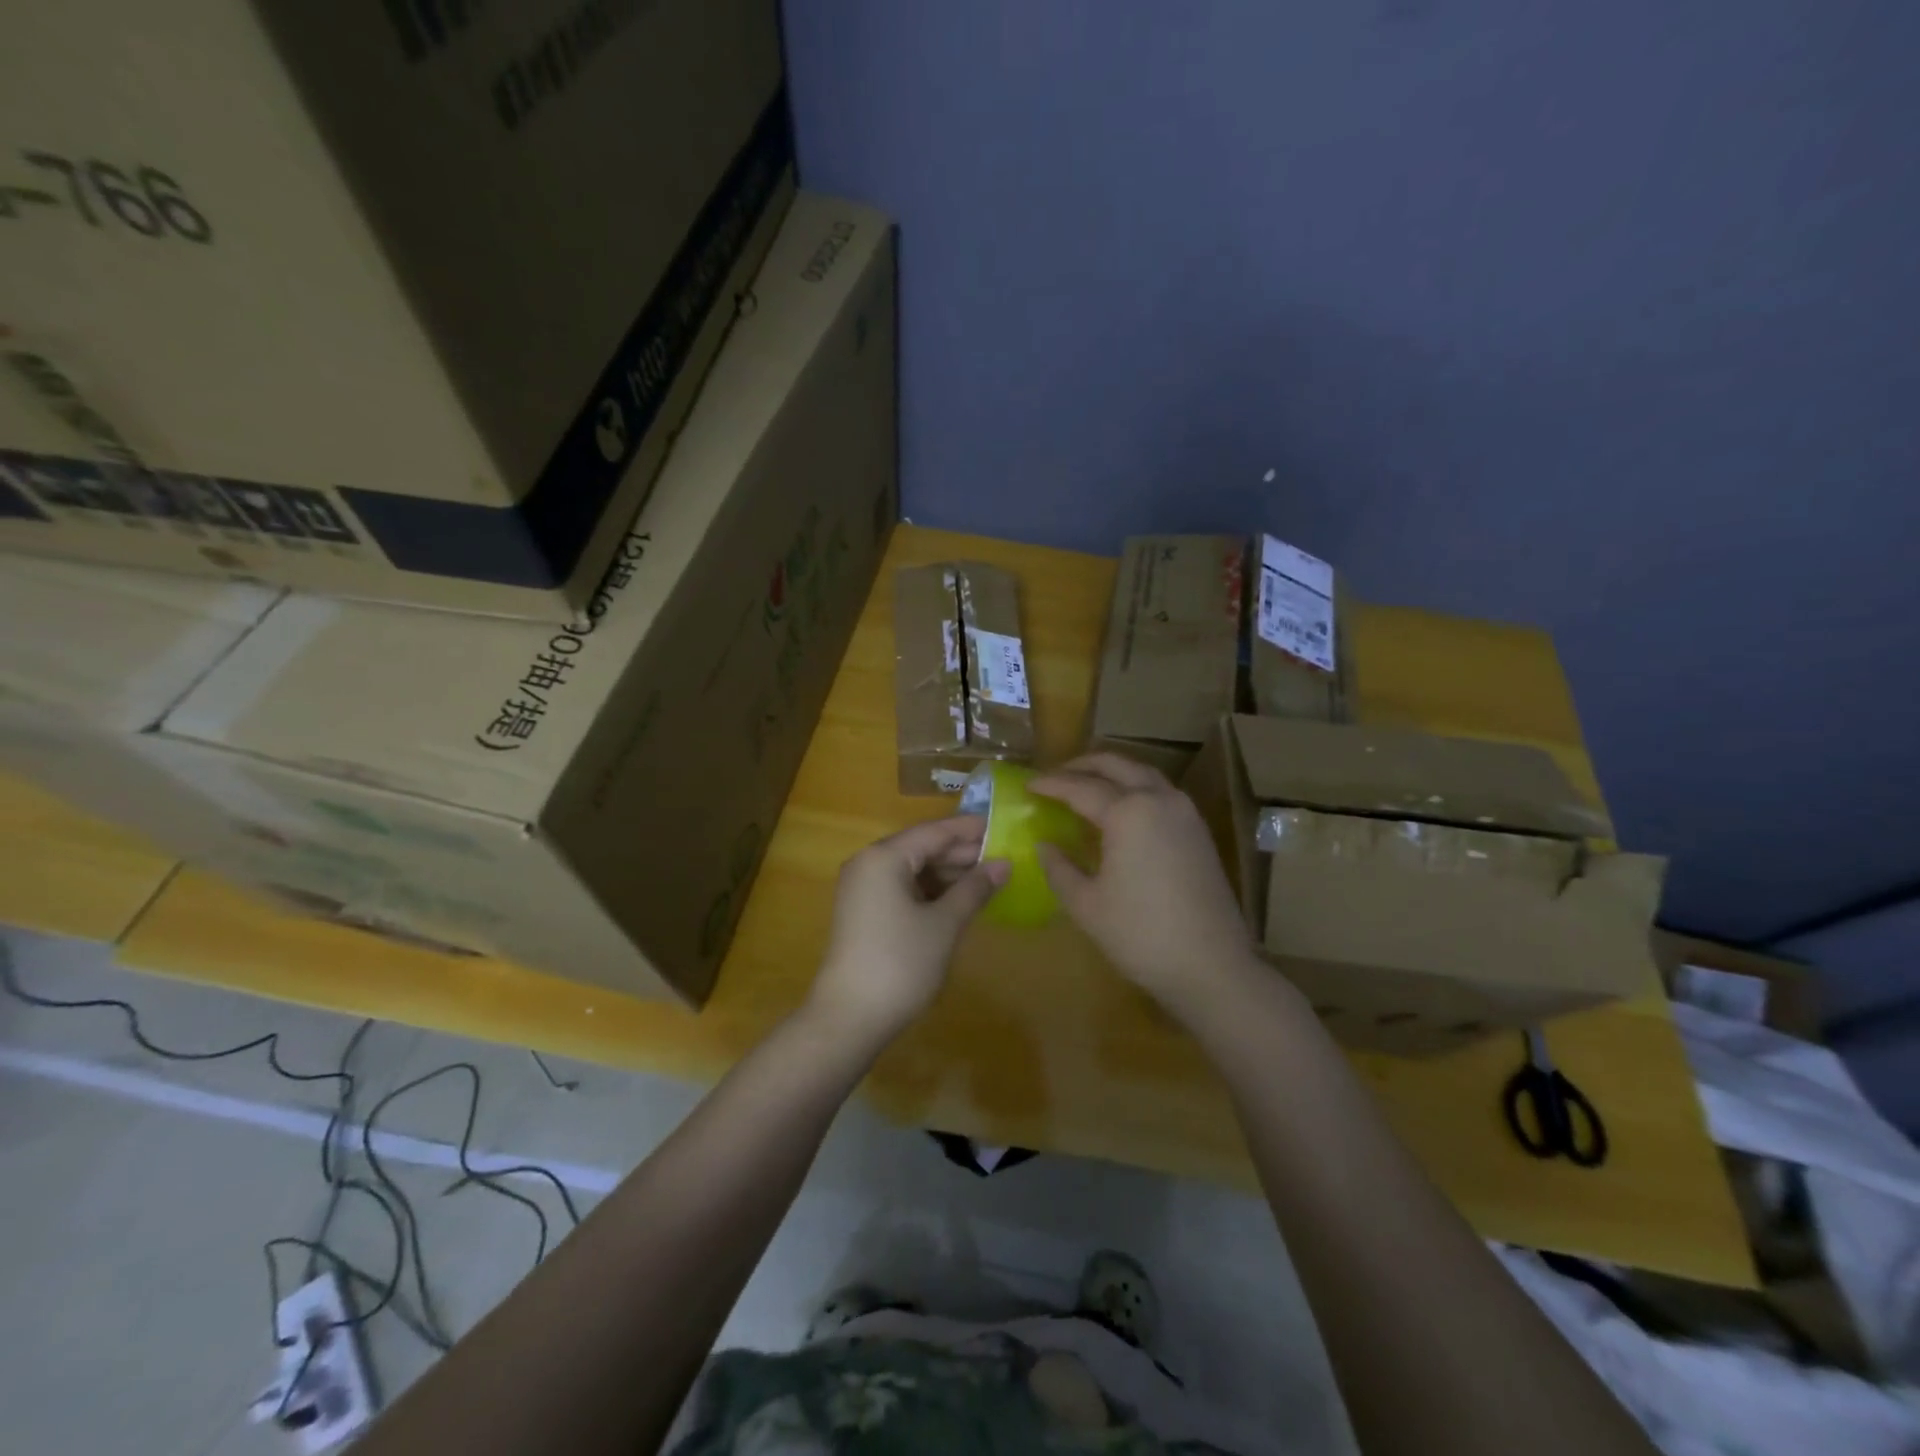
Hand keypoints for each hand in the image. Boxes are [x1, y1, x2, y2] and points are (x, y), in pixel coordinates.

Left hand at [807, 816, 1008, 1045]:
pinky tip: (958, 899)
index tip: (1002, 827)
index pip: (934, 831)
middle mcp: (868, 863)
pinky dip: (930, 890)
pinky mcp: (864, 911)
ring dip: (947, 873)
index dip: (969, 830)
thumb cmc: (901, 963)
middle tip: (1002, 857)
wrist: (850, 1018)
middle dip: (961, 853)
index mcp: (884, 857)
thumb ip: (974, 889)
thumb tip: (1004, 864)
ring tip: (987, 879)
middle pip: (921, 847)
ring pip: (912, 868)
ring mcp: (862, 888)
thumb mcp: (944, 924)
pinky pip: (902, 887)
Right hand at [1029, 754, 1260, 1017]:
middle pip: (1116, 765)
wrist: (1211, 966)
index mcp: (1128, 813)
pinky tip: (1120, 808)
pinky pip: (1160, 792)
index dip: (1051, 785)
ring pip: (1143, 774)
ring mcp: (1185, 813)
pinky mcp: (1198, 831)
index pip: (1080, 788)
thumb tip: (1044, 844)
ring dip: (1112, 771)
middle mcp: (1159, 800)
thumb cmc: (1141, 935)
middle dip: (1082, 765)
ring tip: (1085, 784)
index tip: (1027, 784)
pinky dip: (1134, 787)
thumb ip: (1059, 868)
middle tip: (1055, 775)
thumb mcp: (1086, 904)